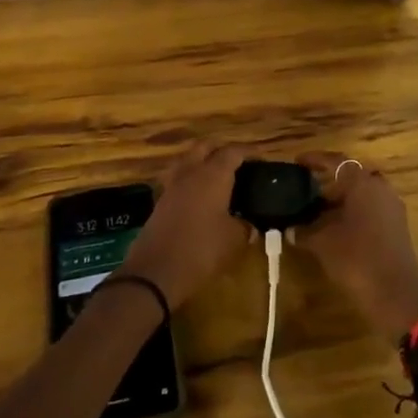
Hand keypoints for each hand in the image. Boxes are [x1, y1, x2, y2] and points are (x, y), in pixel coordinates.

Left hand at [116, 145, 250, 309]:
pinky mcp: (160, 201)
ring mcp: (172, 185)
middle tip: (237, 163)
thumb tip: (249, 225)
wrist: (156, 271)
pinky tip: (199, 196)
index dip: (248, 152)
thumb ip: (244, 227)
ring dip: (202, 161)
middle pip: (205, 147)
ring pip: (188, 160)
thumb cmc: (201, 249)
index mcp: (212, 175)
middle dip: (221, 149)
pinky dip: (190, 180)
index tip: (261, 158)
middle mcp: (191, 172)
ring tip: (217, 177)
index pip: (233, 152)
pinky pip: (178, 179)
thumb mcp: (233, 240)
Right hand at [295, 153, 417, 342]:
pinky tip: (336, 229)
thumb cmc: (356, 258)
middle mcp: (380, 188)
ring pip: (362, 194)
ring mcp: (392, 207)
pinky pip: (371, 209)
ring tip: (317, 212)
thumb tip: (290, 228)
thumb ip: (304, 230)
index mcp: (362, 182)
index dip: (315, 160)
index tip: (297, 162)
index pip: (336, 161)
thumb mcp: (322, 242)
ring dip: (341, 200)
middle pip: (351, 176)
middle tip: (306, 190)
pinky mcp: (397, 227)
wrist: (396, 294)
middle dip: (328, 182)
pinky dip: (353, 213)